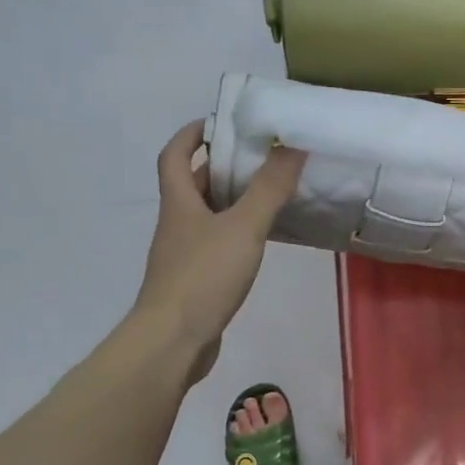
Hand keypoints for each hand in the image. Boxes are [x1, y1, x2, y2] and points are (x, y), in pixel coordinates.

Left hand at [134, 121, 304, 384]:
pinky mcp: (194, 284)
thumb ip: (268, 188)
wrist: (173, 340)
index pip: (174, 155)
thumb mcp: (242, 227)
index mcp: (179, 203)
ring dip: (230, 204)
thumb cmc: (203, 276)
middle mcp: (176, 225)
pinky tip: (257, 246)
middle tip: (257, 160)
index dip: (191, 135)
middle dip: (219, 169)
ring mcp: (182, 257)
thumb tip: (291, 144)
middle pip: (191, 187)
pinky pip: (215, 248)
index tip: (218, 124)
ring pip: (205, 219)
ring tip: (267, 198)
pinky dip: (234, 238)